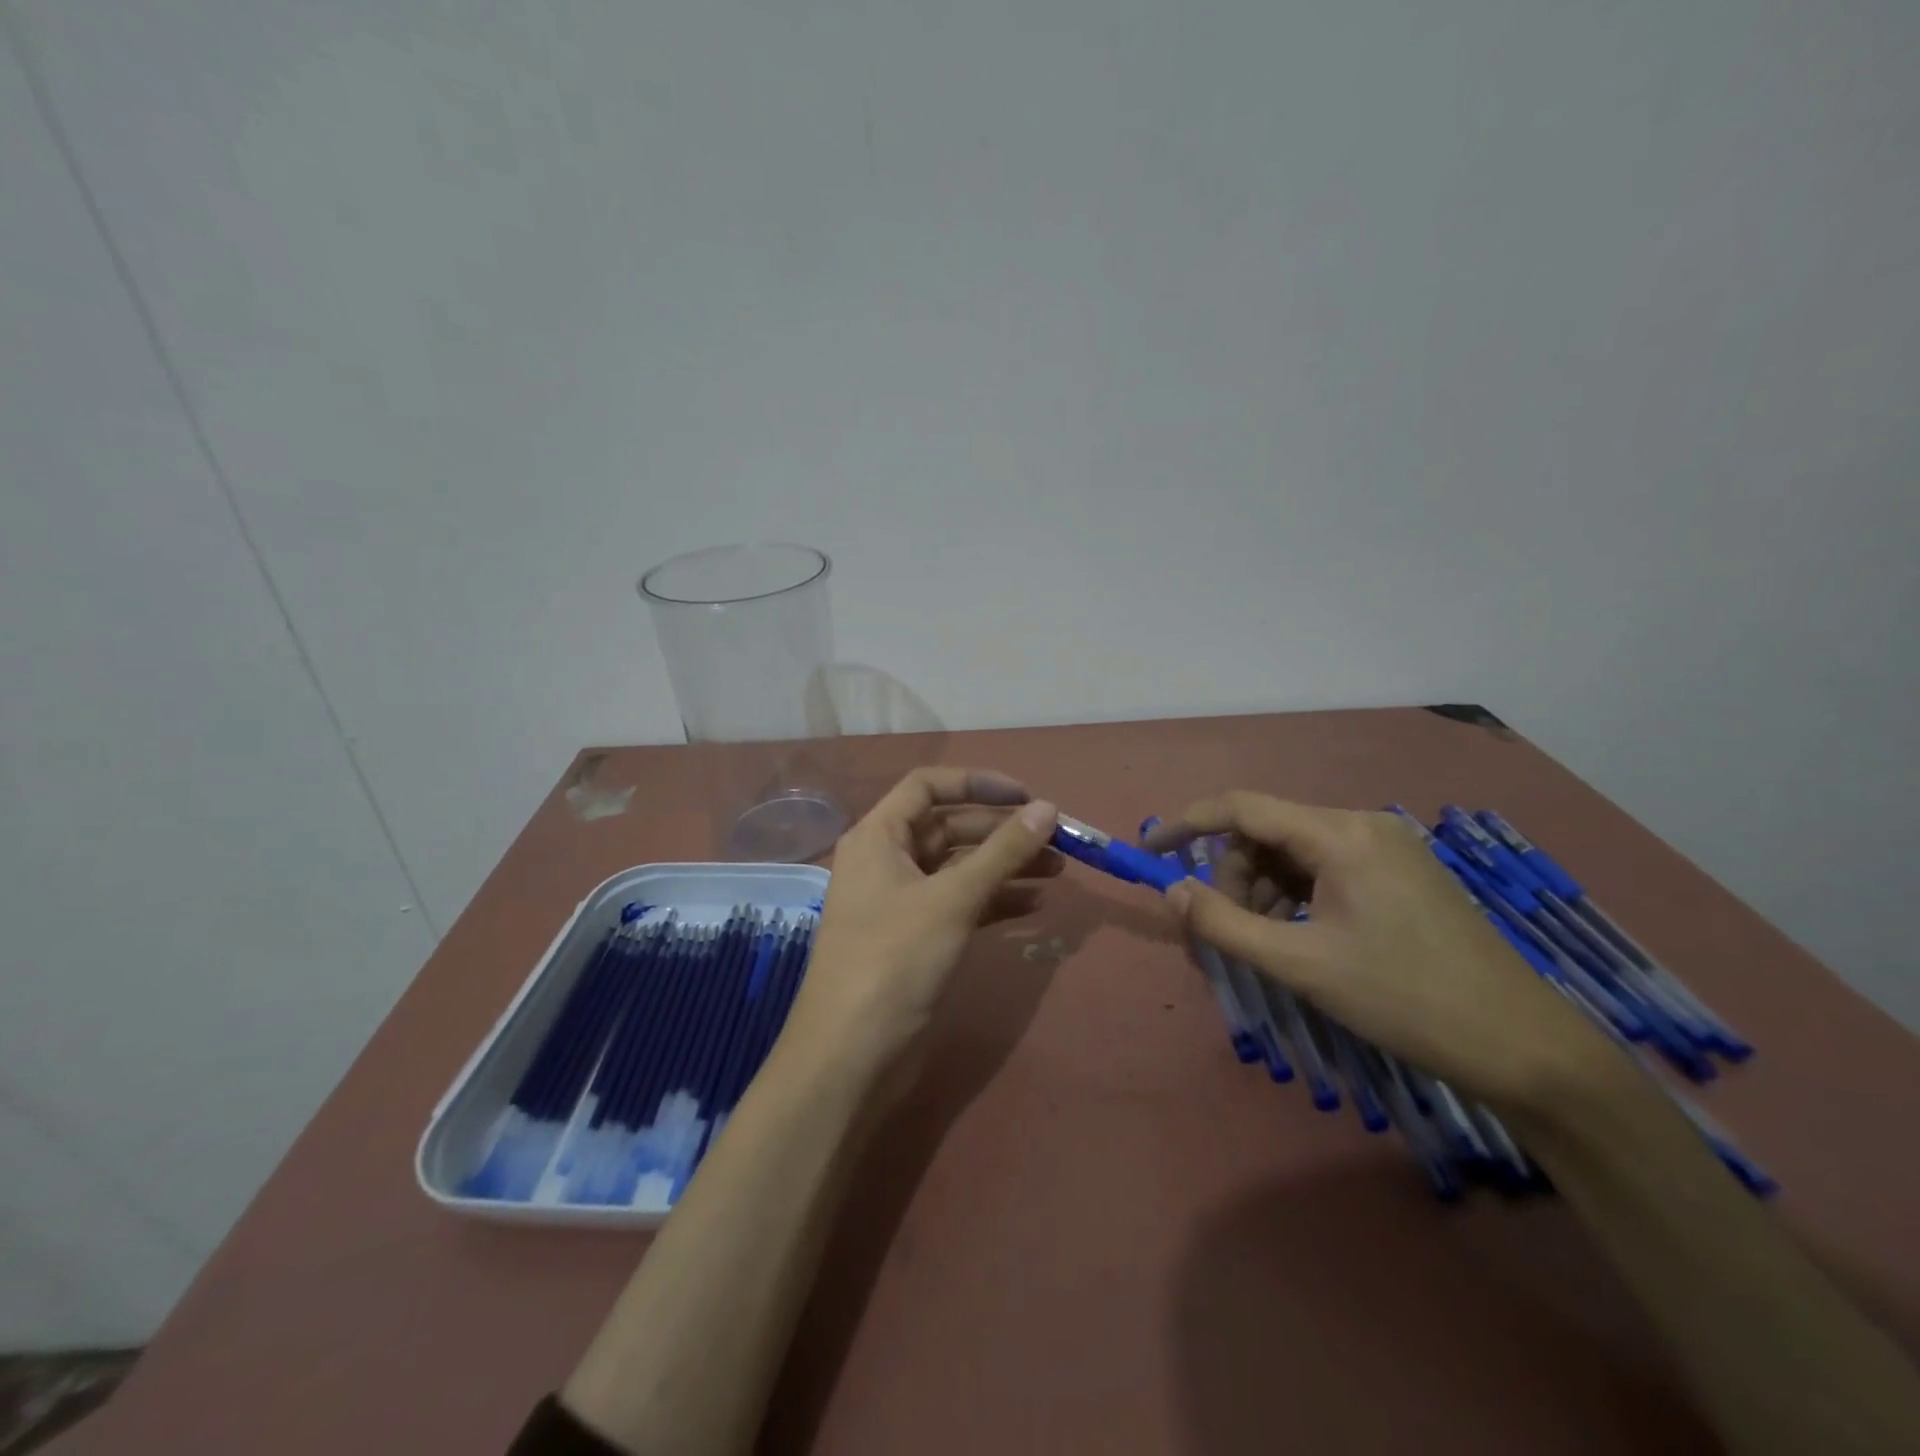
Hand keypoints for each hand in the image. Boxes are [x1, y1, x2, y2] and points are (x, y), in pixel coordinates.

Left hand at [785, 768, 1060, 1065]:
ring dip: (1006, 866)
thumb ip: (1002, 852)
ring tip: (1058, 871)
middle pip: (949, 827)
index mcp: (878, 836)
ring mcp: (902, 901)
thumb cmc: (894, 961)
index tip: (1027, 798)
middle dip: (1002, 831)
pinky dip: (994, 900)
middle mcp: (887, 860)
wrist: (851, 1056)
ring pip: (960, 867)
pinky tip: (1034, 906)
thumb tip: (1047, 808)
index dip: (977, 783)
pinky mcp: (917, 937)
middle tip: (1057, 840)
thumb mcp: (952, 900)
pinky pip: (961, 903)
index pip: (928, 786)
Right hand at [1144, 792, 1621, 1109]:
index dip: (1187, 823)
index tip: (1150, 850)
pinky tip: (1298, 936)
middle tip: (1226, 930)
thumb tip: (1170, 891)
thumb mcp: (1301, 964)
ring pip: (1294, 852)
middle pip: (1267, 832)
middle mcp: (1361, 825)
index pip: (1241, 807)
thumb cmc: (1404, 999)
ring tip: (1263, 942)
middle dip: (1232, 875)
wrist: (1522, 1046)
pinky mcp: (1400, 873)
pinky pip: (1325, 868)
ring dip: (1262, 889)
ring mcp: (1386, 848)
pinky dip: (1295, 896)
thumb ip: (1224, 923)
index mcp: (1338, 834)